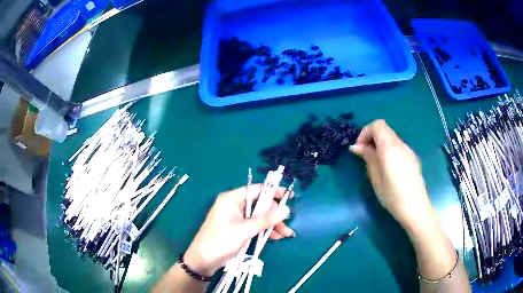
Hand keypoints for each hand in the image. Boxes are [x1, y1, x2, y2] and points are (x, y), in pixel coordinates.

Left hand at [184, 185, 293, 275]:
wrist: (203, 260)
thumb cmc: (220, 241)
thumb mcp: (244, 230)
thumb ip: (266, 219)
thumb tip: (286, 209)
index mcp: (232, 199)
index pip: (256, 190)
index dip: (273, 192)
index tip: (290, 197)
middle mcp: (234, 205)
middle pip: (260, 205)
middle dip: (274, 215)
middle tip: (287, 224)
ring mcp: (236, 218)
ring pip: (259, 217)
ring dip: (272, 225)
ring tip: (286, 234)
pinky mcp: (238, 229)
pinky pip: (255, 226)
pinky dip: (265, 231)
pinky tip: (277, 237)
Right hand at [349, 120, 435, 229]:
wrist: (415, 207)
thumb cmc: (392, 195)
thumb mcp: (376, 177)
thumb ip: (368, 157)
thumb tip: (356, 146)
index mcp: (390, 147)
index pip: (377, 125)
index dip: (365, 132)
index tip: (359, 149)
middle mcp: (401, 144)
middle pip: (384, 130)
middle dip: (372, 138)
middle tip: (365, 156)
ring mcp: (409, 151)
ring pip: (391, 138)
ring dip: (380, 145)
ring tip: (376, 164)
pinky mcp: (413, 158)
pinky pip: (398, 147)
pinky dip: (389, 151)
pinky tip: (389, 169)